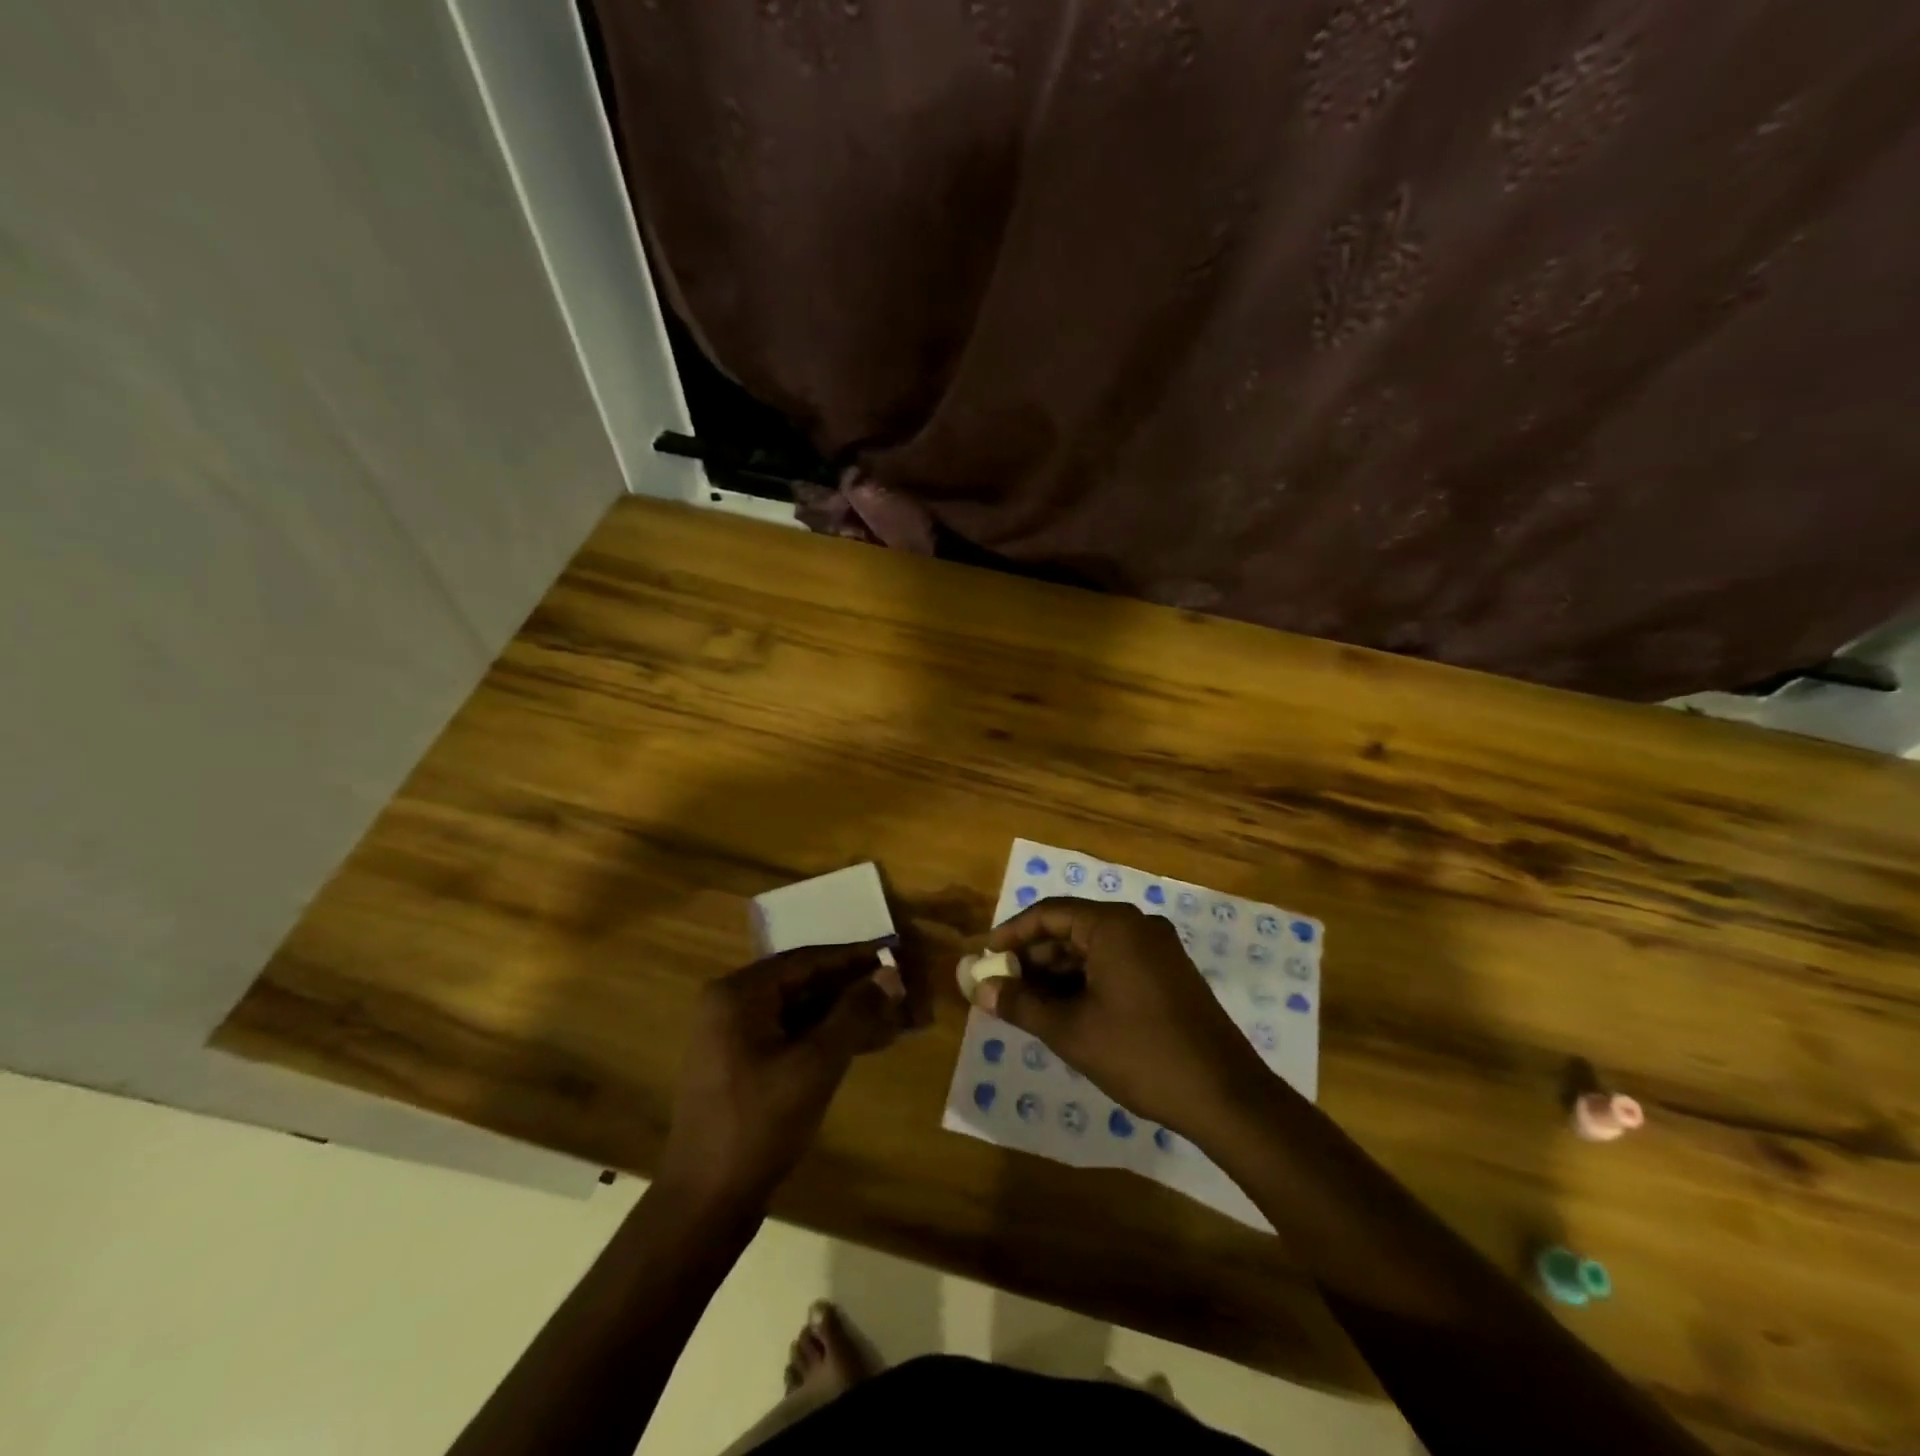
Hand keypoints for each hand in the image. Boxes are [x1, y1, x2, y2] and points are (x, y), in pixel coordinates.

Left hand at [660, 941, 915, 1207]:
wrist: (705, 1204)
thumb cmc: (759, 1125)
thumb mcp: (815, 1065)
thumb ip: (854, 1014)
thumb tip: (890, 975)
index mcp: (739, 994)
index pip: (807, 960)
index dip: (854, 957)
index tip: (894, 952)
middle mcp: (732, 1005)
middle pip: (804, 983)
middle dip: (853, 988)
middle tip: (899, 988)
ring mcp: (734, 1036)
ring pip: (801, 1011)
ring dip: (845, 1014)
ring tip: (893, 1016)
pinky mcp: (743, 1064)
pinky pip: (792, 1036)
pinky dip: (826, 1038)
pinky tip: (866, 1042)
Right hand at [977, 899, 1273, 1137]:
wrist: (1225, 1095)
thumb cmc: (1141, 1054)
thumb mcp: (1071, 1031)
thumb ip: (1021, 1004)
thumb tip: (980, 989)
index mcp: (1113, 925)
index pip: (1048, 913)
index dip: (1010, 934)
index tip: (984, 958)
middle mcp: (1137, 925)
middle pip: (1071, 928)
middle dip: (1033, 957)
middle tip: (1002, 986)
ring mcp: (1158, 949)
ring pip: (1093, 949)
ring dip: (1058, 972)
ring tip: (1027, 1004)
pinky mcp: (1169, 974)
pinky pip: (1115, 964)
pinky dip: (1085, 981)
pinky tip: (1066, 1011)